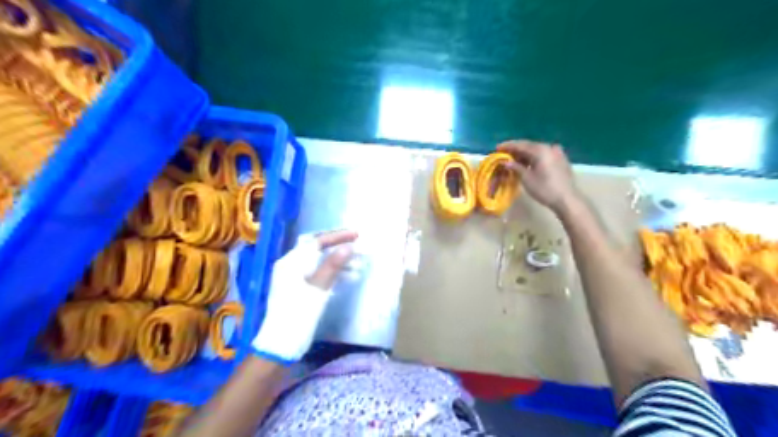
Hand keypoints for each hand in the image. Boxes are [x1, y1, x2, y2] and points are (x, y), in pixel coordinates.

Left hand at [250, 230, 356, 363]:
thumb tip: (349, 246)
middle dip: (338, 246)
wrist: (281, 344)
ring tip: (358, 262)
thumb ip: (333, 265)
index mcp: (290, 262)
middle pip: (317, 249)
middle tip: (357, 244)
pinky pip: (319, 274)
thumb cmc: (298, 314)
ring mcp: (294, 278)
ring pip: (319, 262)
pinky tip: (349, 276)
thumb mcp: (318, 288)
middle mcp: (290, 266)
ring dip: (338, 261)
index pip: (316, 241)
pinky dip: (333, 273)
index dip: (337, 236)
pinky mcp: (299, 289)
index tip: (356, 235)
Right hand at [501, 139, 579, 212]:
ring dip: (525, 154)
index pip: (521, 145)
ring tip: (514, 160)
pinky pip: (544, 155)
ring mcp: (557, 153)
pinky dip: (534, 157)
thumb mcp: (526, 179)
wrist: (567, 199)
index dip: (508, 146)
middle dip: (516, 150)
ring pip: (537, 150)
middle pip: (529, 146)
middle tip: (504, 154)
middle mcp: (549, 147)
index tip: (497, 147)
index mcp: (540, 150)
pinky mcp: (561, 160)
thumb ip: (516, 167)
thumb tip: (506, 162)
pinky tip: (529, 163)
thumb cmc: (545, 189)